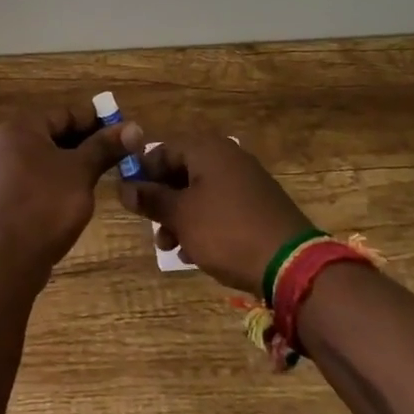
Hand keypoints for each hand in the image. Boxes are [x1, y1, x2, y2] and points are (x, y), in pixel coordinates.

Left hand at [0, 100, 128, 287]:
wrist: (7, 258)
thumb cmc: (46, 204)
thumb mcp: (81, 171)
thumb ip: (105, 147)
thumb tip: (134, 127)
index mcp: (20, 128)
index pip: (65, 114)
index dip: (96, 122)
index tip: (123, 135)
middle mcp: (3, 143)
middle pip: (53, 135)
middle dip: (85, 145)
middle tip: (116, 157)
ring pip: (43, 159)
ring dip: (71, 164)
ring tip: (100, 176)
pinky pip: (32, 179)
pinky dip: (54, 181)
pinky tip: (74, 196)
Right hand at [118, 132, 314, 295]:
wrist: (291, 263)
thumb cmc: (226, 231)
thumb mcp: (180, 216)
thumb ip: (150, 199)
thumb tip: (123, 188)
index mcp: (206, 149)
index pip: (162, 150)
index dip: (142, 174)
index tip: (131, 201)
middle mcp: (227, 156)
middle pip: (181, 171)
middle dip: (162, 201)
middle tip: (152, 229)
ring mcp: (246, 180)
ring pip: (200, 192)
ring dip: (180, 217)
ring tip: (171, 248)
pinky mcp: (258, 205)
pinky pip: (220, 207)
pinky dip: (204, 224)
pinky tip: (195, 253)